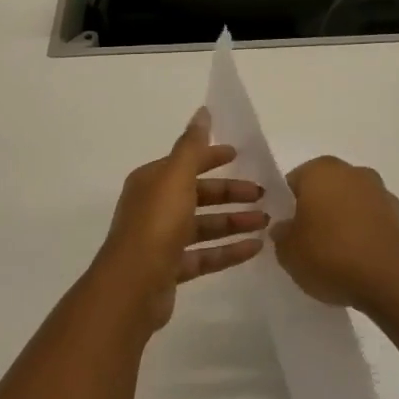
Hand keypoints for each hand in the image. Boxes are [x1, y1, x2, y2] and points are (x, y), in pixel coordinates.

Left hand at [96, 110, 269, 330]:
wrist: (132, 287)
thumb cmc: (156, 224)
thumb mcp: (176, 177)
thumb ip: (192, 146)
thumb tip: (202, 111)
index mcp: (152, 181)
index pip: (186, 162)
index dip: (212, 157)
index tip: (240, 156)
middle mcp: (154, 207)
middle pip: (198, 195)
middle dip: (230, 193)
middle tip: (263, 194)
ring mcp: (162, 240)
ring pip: (204, 226)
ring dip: (234, 222)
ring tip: (266, 222)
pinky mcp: (171, 269)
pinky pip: (205, 255)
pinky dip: (229, 250)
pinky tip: (255, 248)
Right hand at [272, 157, 398, 311]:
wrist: (391, 281)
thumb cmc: (331, 256)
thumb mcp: (288, 252)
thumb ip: (281, 234)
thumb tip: (286, 227)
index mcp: (321, 170)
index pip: (294, 182)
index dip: (286, 206)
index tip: (286, 231)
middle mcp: (352, 172)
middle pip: (324, 188)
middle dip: (316, 210)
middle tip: (307, 242)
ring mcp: (380, 191)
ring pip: (350, 203)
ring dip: (342, 220)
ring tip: (335, 256)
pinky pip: (371, 220)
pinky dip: (363, 233)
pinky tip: (358, 260)